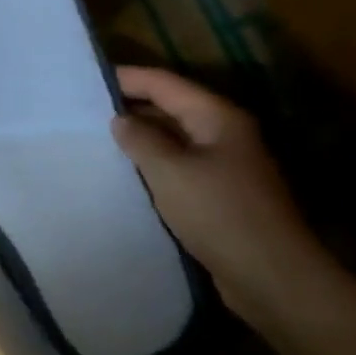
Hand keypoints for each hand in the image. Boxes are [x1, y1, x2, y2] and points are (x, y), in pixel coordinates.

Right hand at [111, 66, 338, 323]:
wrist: (270, 276)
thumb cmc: (219, 214)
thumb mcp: (171, 171)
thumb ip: (141, 140)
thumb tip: (121, 119)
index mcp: (218, 118)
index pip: (165, 84)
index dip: (128, 78)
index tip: (88, 80)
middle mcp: (224, 135)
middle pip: (171, 108)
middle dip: (132, 107)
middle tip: (85, 111)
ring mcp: (224, 166)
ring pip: (173, 141)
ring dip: (140, 140)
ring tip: (97, 141)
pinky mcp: (218, 196)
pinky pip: (178, 170)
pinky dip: (152, 167)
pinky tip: (124, 176)